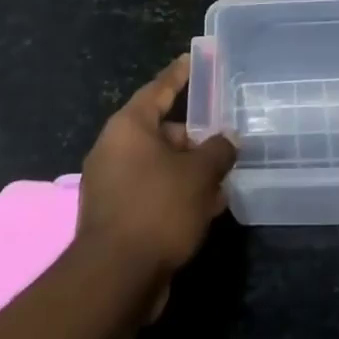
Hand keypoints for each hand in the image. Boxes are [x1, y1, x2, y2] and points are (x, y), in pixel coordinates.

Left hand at [78, 55, 237, 286]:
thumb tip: (228, 139)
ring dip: (190, 173)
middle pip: (162, 132)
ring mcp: (111, 184)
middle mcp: (114, 149)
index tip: (192, 59)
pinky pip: (152, 192)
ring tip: (223, 182)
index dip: (179, 75)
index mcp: (128, 127)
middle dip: (195, 140)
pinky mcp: (115, 215)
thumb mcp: (199, 175)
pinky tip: (205, 209)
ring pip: (159, 166)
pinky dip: (176, 195)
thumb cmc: (157, 209)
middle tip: (224, 143)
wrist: (115, 278)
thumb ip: (218, 151)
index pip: (158, 89)